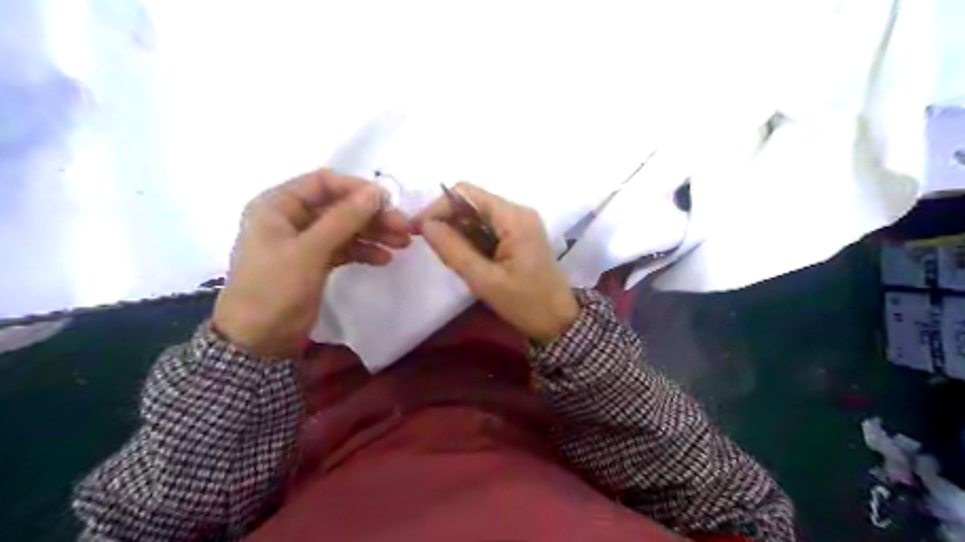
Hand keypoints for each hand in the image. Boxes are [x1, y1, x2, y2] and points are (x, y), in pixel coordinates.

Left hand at [213, 167, 409, 357]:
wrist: (259, 341)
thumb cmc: (275, 288)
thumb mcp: (310, 250)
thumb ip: (344, 219)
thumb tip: (377, 192)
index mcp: (277, 205)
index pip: (322, 183)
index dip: (356, 188)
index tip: (387, 201)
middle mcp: (291, 218)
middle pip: (339, 207)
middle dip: (371, 215)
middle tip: (403, 227)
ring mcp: (305, 242)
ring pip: (345, 228)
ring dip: (373, 233)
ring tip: (402, 244)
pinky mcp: (315, 262)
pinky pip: (344, 248)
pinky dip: (364, 251)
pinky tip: (384, 259)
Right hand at [412, 182, 571, 342]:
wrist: (559, 320)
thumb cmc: (525, 303)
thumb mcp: (484, 280)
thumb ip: (453, 250)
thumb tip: (425, 225)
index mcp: (514, 217)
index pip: (466, 193)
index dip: (438, 206)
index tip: (419, 230)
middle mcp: (518, 211)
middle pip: (472, 201)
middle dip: (448, 220)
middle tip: (434, 248)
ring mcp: (521, 221)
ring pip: (478, 214)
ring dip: (459, 231)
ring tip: (451, 258)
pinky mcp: (520, 233)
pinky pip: (488, 226)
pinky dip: (472, 237)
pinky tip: (468, 258)